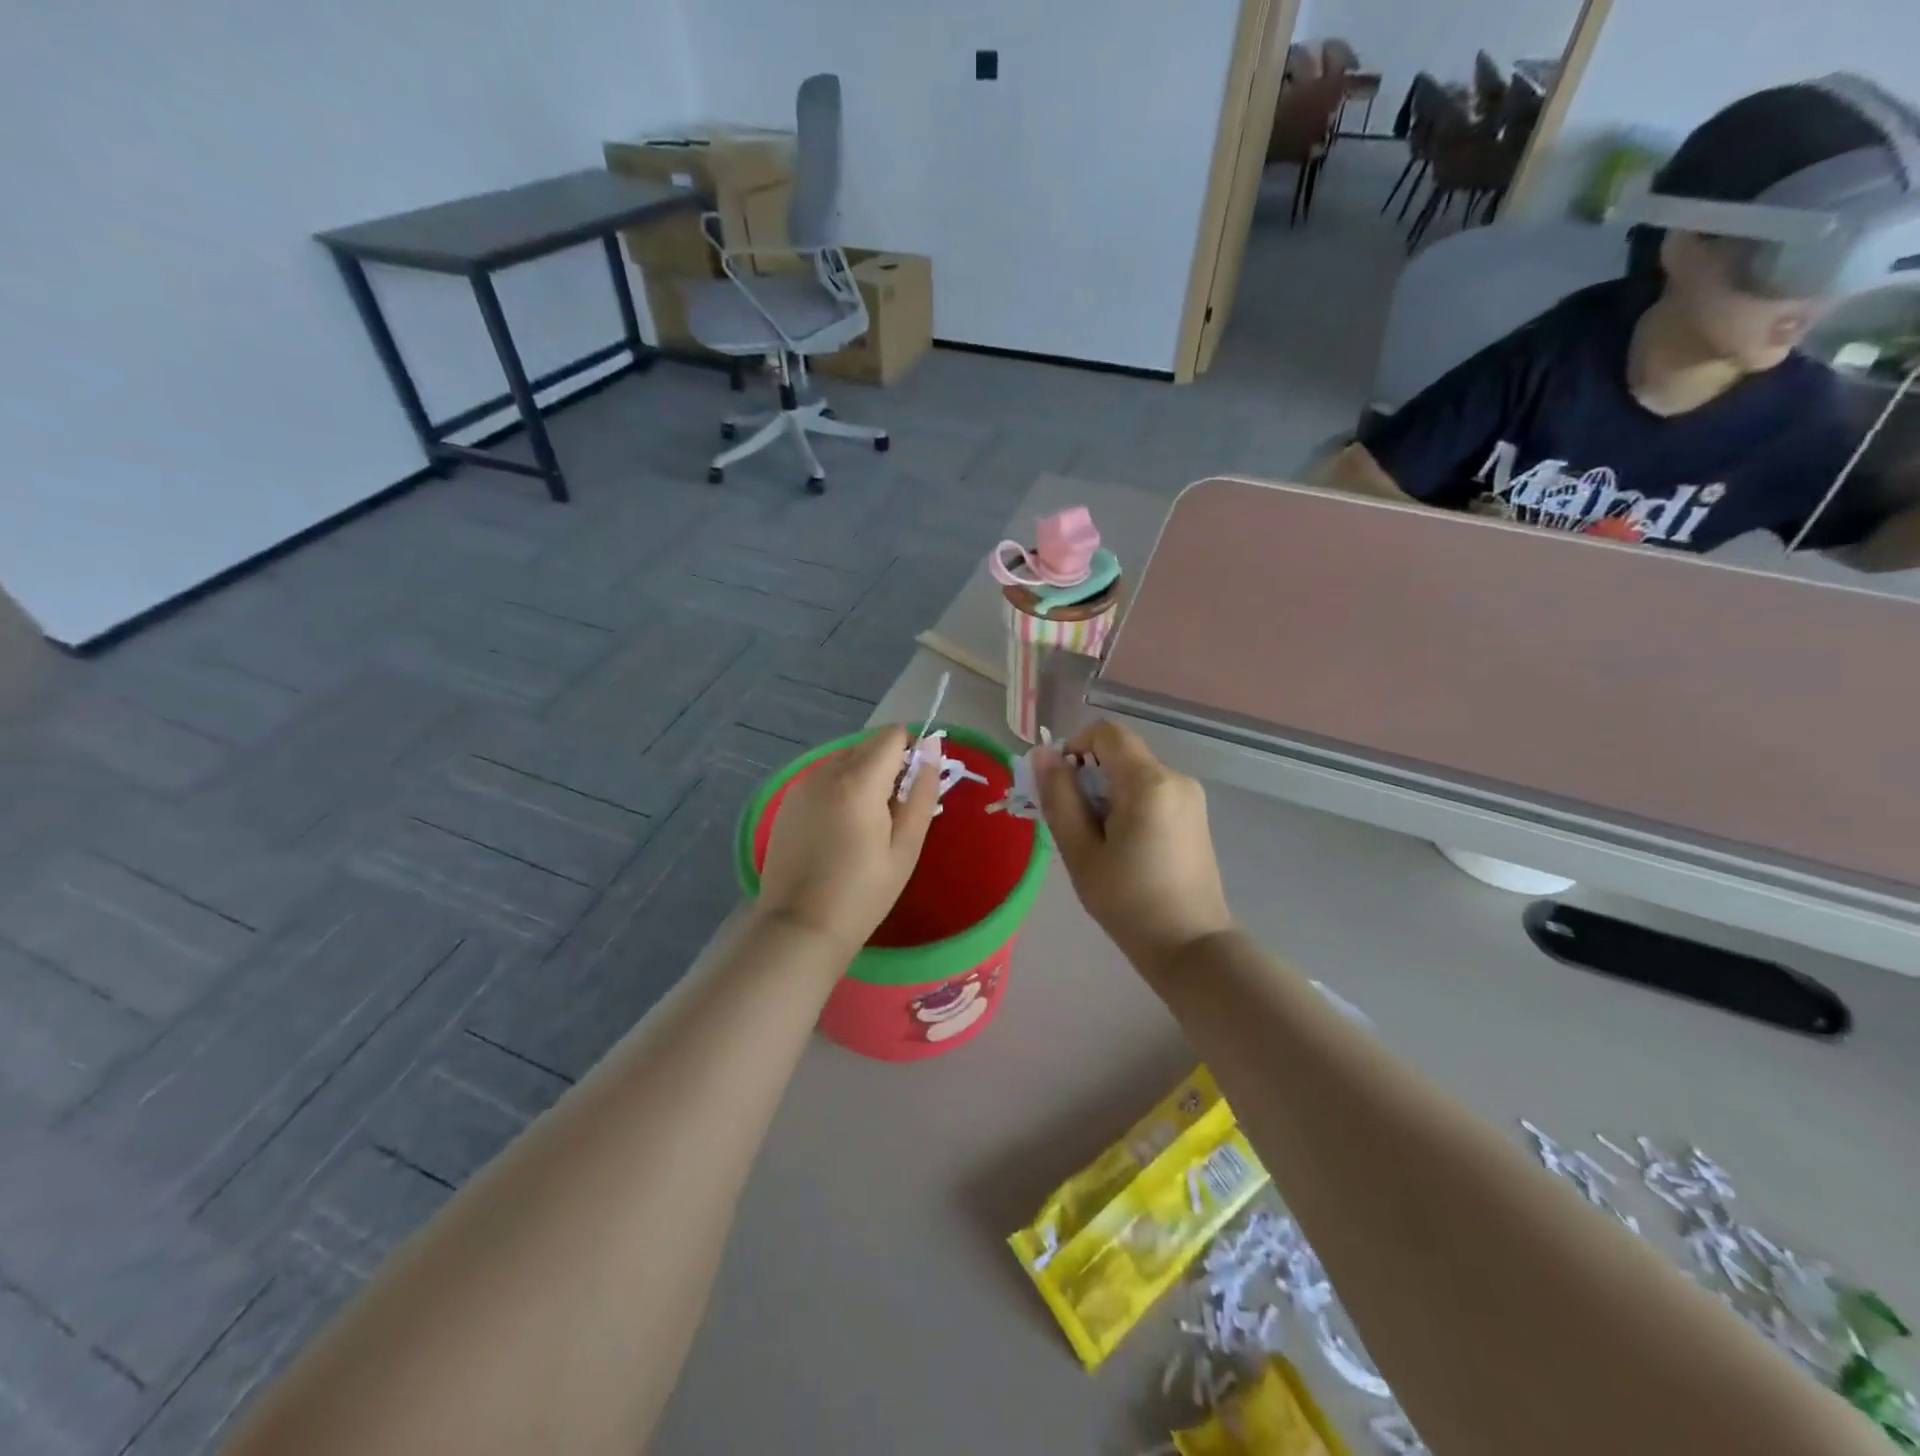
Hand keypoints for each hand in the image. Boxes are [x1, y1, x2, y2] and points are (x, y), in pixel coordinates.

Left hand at [755, 725, 940, 952]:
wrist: (799, 928)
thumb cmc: (863, 893)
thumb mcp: (906, 847)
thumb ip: (922, 792)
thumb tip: (932, 747)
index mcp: (858, 780)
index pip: (892, 735)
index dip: (911, 752)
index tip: (913, 788)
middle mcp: (825, 771)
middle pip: (867, 745)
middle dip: (887, 766)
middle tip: (892, 815)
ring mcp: (801, 785)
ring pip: (844, 760)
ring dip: (862, 777)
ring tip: (865, 826)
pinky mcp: (786, 801)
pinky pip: (823, 778)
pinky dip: (838, 790)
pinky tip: (838, 831)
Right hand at [1035, 721, 1233, 973]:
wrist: (1191, 947)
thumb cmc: (1128, 902)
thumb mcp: (1081, 850)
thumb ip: (1059, 796)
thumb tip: (1043, 754)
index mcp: (1149, 781)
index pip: (1106, 733)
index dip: (1075, 747)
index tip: (1061, 788)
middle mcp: (1176, 778)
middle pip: (1120, 754)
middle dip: (1089, 778)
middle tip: (1074, 825)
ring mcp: (1190, 797)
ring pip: (1134, 774)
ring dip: (1107, 795)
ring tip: (1099, 843)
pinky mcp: (1195, 815)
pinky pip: (1151, 792)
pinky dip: (1128, 806)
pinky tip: (1124, 848)